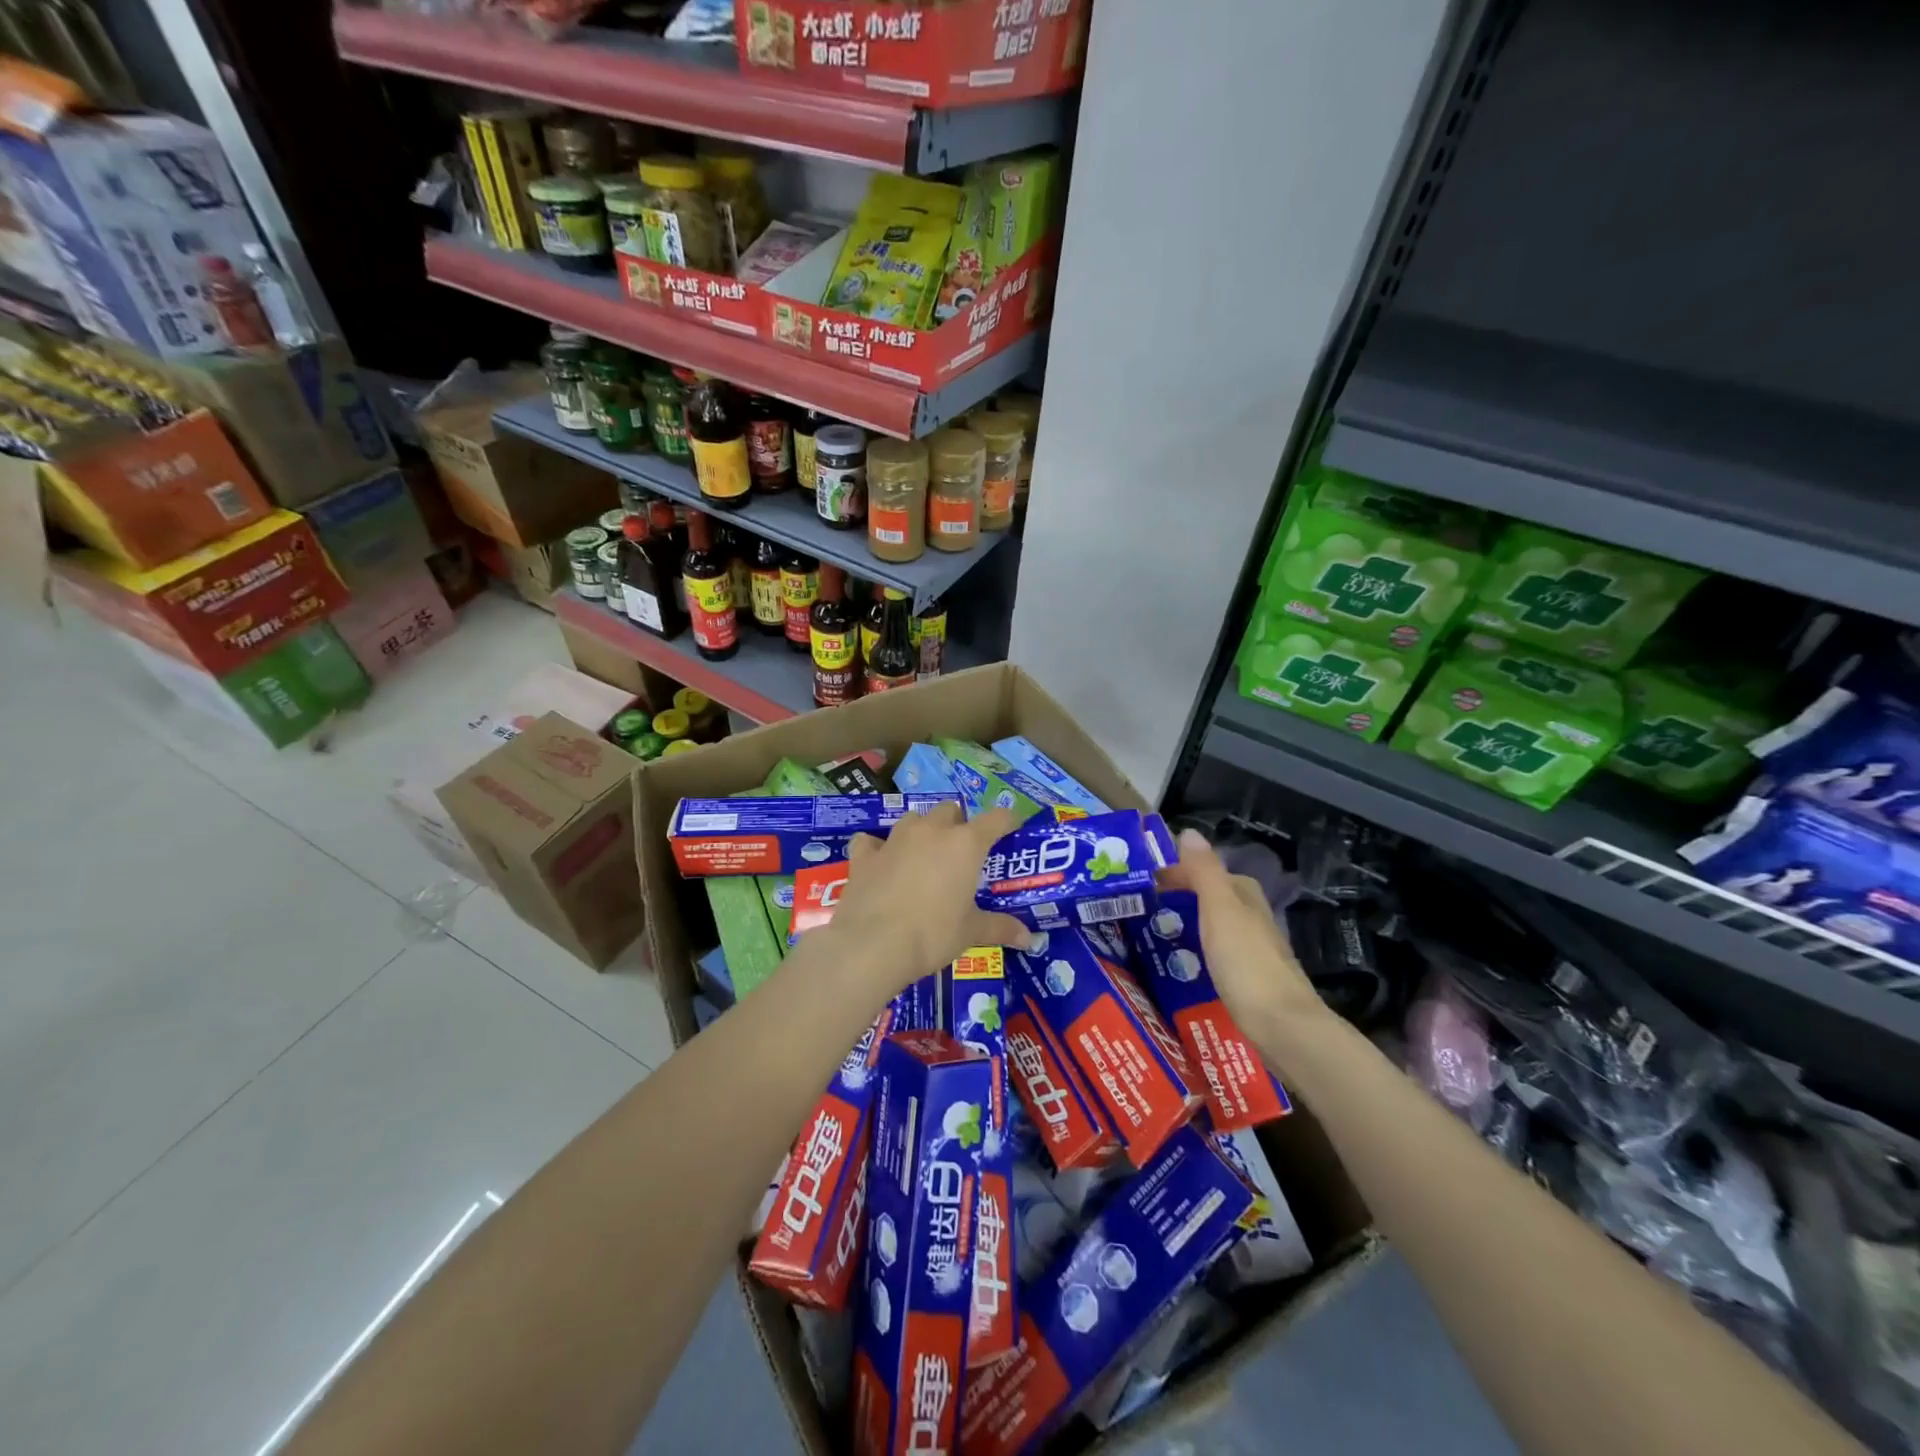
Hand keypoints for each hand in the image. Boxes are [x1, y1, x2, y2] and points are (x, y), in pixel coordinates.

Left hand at [822, 802, 1034, 998]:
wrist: (872, 945)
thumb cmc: (932, 935)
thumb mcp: (971, 933)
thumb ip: (1000, 928)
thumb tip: (1029, 937)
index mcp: (965, 844)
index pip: (996, 819)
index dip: (1007, 821)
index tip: (1012, 830)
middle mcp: (931, 831)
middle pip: (950, 810)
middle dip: (958, 824)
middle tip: (961, 852)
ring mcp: (894, 839)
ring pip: (913, 819)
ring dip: (921, 831)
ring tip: (923, 855)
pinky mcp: (865, 856)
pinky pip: (870, 842)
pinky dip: (876, 849)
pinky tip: (879, 863)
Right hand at [1159, 829, 1329, 1049]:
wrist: (1283, 1026)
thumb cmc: (1246, 962)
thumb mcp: (1219, 910)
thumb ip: (1203, 872)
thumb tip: (1188, 832)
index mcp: (1244, 895)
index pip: (1203, 870)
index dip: (1173, 873)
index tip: (1139, 883)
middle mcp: (1251, 916)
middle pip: (1209, 897)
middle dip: (1178, 898)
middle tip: (1139, 910)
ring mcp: (1252, 948)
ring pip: (1212, 925)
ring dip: (1185, 925)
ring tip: (1151, 937)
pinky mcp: (1249, 978)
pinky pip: (1215, 953)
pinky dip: (1196, 952)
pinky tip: (1180, 966)